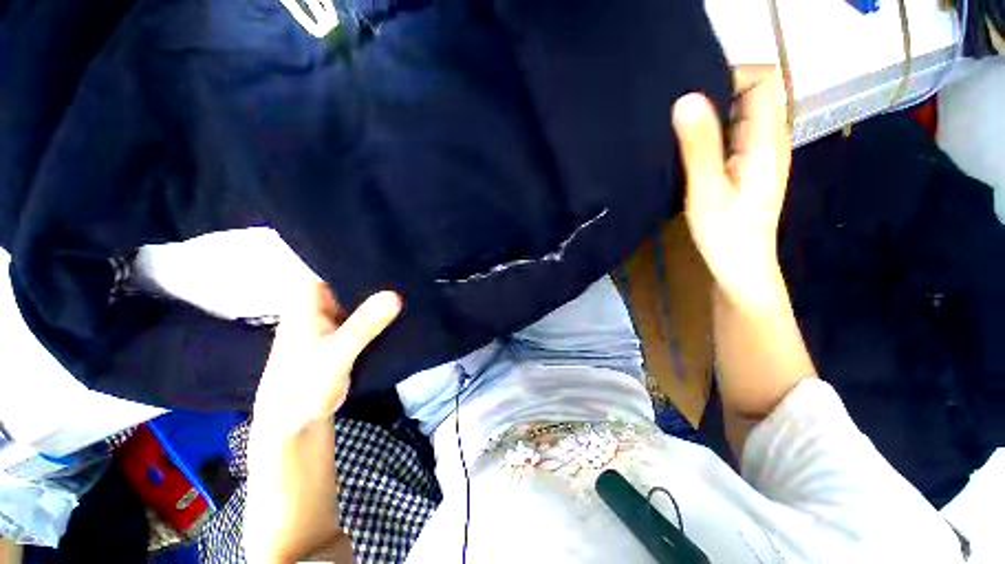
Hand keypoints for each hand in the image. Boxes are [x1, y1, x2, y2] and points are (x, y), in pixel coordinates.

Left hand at [252, 266, 401, 435]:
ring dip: (383, 291)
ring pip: (363, 295)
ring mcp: (337, 316)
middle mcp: (322, 301)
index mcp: (308, 298)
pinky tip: (407, 303)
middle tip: (409, 260)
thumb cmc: (302, 384)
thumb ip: (363, 326)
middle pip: (350, 277)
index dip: (355, 251)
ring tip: (413, 276)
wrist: (296, 421)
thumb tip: (396, 295)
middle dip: (377, 271)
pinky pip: (369, 314)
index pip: (330, 261)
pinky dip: (385, 310)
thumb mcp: (335, 354)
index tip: (386, 244)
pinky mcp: (349, 330)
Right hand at [672, 66, 790, 308]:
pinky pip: (729, 135)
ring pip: (737, 115)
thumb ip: (699, 146)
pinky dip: (708, 134)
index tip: (693, 95)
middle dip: (714, 93)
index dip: (732, 75)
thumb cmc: (726, 235)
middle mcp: (768, 139)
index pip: (764, 79)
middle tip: (676, 114)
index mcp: (767, 139)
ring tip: (675, 130)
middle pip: (750, 93)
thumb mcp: (707, 190)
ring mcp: (756, 154)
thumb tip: (686, 99)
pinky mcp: (744, 167)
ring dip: (708, 115)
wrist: (740, 268)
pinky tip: (685, 150)